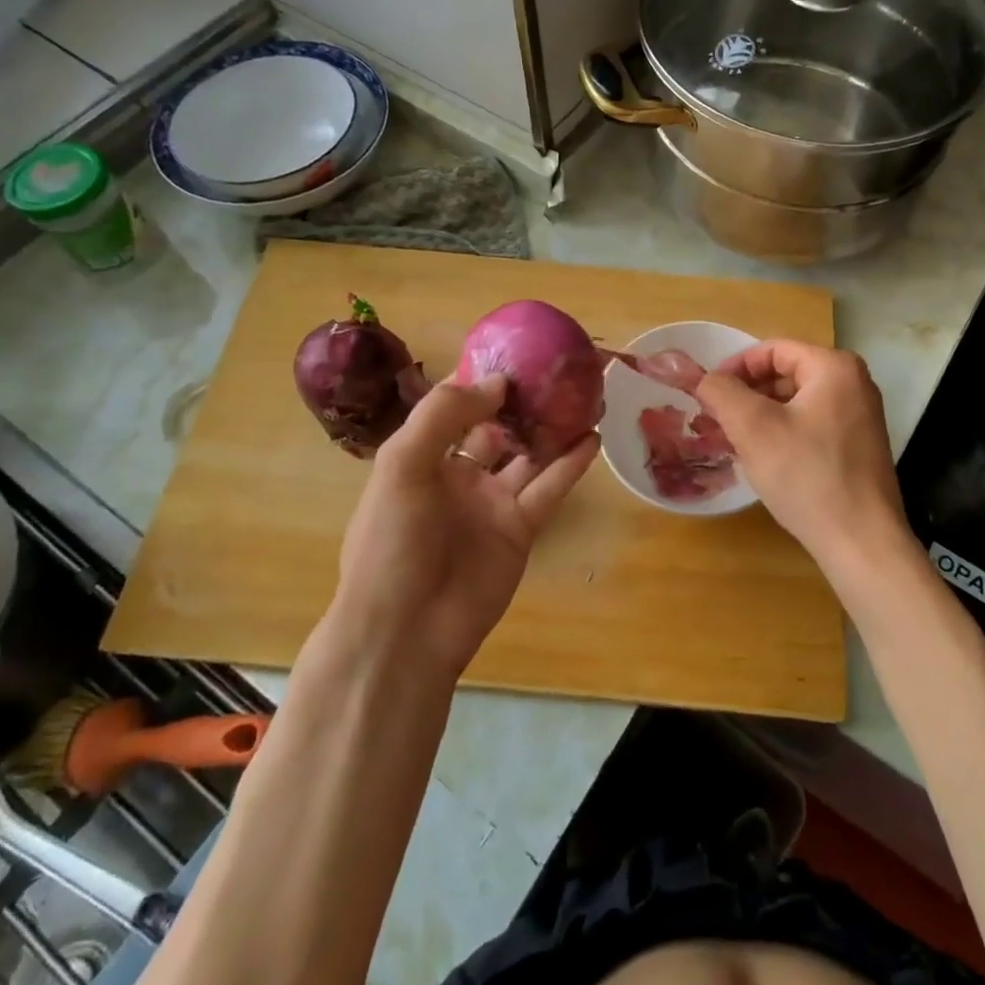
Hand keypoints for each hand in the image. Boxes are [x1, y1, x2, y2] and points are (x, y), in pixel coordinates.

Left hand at [324, 376, 597, 677]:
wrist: (406, 630)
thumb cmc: (392, 541)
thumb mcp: (402, 465)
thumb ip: (444, 416)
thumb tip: (497, 383)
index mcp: (422, 458)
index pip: (453, 409)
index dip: (480, 382)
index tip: (514, 355)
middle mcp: (458, 475)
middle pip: (495, 428)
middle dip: (521, 402)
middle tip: (557, 371)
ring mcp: (491, 503)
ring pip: (529, 455)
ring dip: (552, 428)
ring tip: (584, 396)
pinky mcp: (520, 529)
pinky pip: (549, 488)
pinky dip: (571, 464)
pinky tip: (592, 437)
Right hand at [696, 341, 909, 589]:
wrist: (861, 543)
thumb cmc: (807, 476)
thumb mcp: (753, 428)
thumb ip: (722, 392)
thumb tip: (703, 378)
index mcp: (834, 367)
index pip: (772, 350)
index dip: (734, 368)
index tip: (707, 395)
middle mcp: (854, 384)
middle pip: (785, 374)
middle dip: (746, 394)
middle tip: (715, 421)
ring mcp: (860, 417)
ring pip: (796, 402)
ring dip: (760, 416)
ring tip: (733, 443)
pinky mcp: (858, 447)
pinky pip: (810, 425)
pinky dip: (782, 434)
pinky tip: (763, 461)